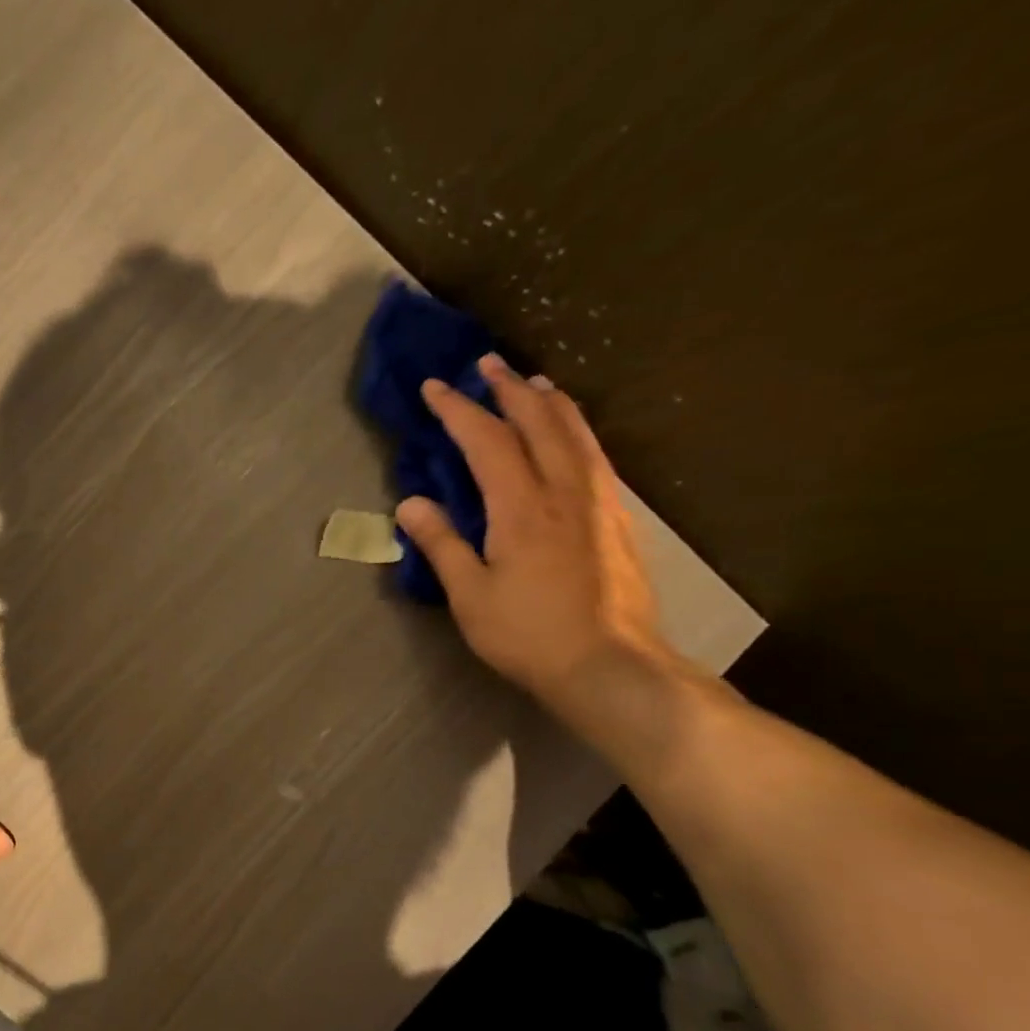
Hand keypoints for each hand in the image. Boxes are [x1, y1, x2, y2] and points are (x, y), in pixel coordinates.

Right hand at [396, 353, 678, 718]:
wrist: (611, 665)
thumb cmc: (529, 634)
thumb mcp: (470, 596)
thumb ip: (442, 544)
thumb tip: (411, 503)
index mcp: (522, 508)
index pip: (488, 442)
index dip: (459, 410)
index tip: (435, 387)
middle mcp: (565, 492)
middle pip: (539, 423)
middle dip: (510, 390)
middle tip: (488, 364)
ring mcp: (599, 504)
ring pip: (577, 435)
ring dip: (550, 403)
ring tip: (534, 383)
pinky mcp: (618, 521)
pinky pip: (596, 457)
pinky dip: (578, 432)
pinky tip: (573, 436)